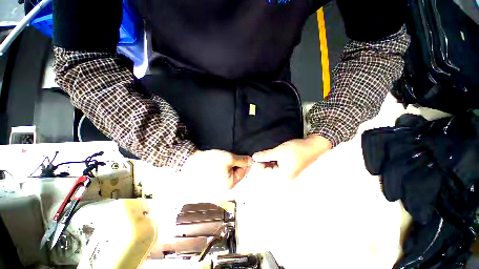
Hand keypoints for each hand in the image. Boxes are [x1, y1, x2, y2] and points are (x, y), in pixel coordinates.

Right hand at [182, 149, 252, 188]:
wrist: (191, 161)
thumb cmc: (211, 160)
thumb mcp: (229, 158)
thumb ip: (242, 160)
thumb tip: (251, 161)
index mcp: (229, 184)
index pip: (243, 172)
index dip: (241, 162)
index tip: (235, 157)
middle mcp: (224, 188)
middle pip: (236, 173)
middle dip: (234, 164)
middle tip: (227, 158)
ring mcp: (217, 185)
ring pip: (229, 172)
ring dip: (228, 165)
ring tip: (220, 160)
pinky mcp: (212, 181)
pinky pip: (222, 173)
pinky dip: (222, 167)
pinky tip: (216, 163)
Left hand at [252, 135, 331, 179]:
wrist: (312, 146)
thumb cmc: (295, 150)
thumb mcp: (278, 152)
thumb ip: (265, 155)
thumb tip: (253, 157)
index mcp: (282, 176)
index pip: (264, 173)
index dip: (258, 164)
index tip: (255, 155)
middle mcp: (284, 178)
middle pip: (268, 171)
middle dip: (262, 162)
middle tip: (260, 153)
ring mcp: (287, 173)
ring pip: (272, 168)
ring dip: (267, 160)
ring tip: (265, 153)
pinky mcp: (288, 168)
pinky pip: (277, 166)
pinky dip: (272, 160)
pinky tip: (271, 154)